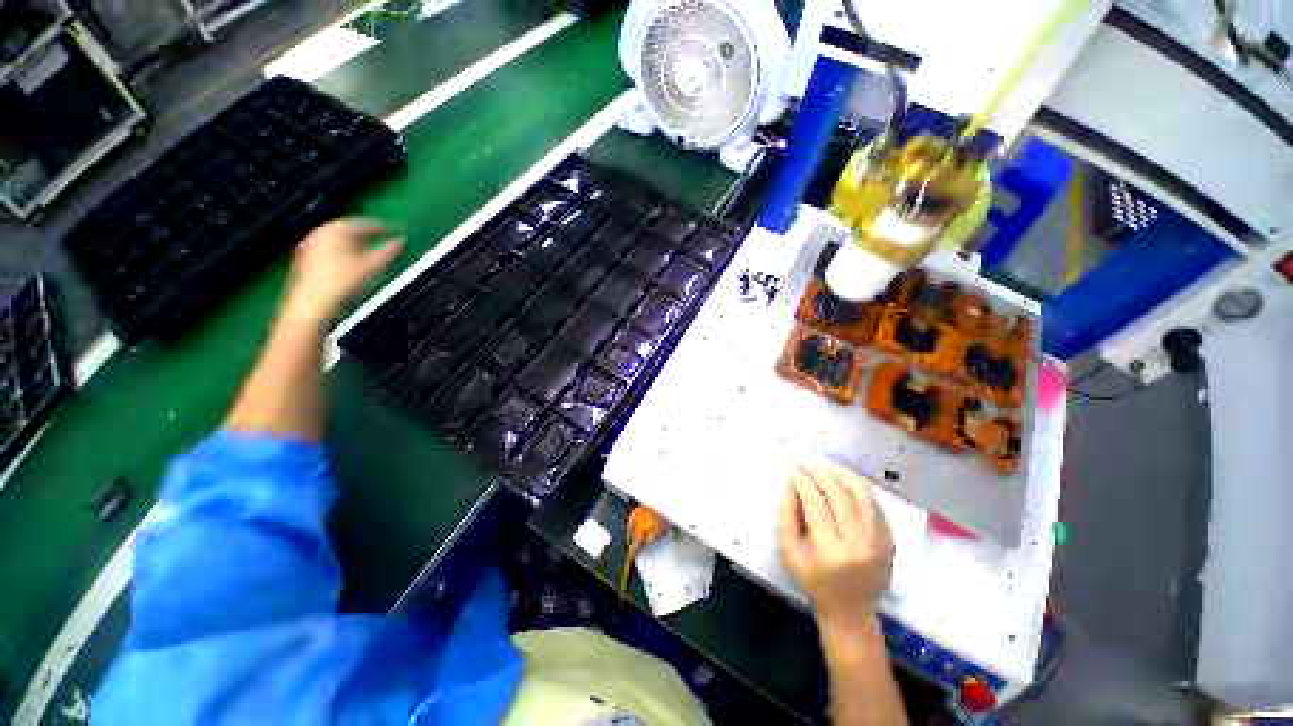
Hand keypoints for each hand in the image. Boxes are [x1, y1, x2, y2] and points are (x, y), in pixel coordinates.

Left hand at [281, 218, 403, 323]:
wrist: (313, 303)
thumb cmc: (344, 281)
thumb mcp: (373, 266)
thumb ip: (390, 251)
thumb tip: (403, 241)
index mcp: (338, 229)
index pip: (366, 223)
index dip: (385, 228)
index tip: (399, 232)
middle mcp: (323, 231)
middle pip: (351, 228)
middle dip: (370, 234)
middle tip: (386, 239)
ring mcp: (312, 243)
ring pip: (341, 238)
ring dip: (358, 242)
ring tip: (372, 249)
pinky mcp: (307, 256)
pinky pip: (332, 246)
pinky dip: (346, 249)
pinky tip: (353, 260)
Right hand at [778, 459, 894, 630]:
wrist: (851, 610)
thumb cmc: (814, 581)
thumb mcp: (789, 551)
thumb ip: (787, 515)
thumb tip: (791, 484)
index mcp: (830, 550)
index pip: (815, 502)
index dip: (802, 480)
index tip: (791, 468)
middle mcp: (859, 542)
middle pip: (838, 492)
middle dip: (818, 470)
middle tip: (804, 461)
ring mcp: (879, 539)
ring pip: (860, 491)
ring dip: (839, 472)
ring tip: (823, 467)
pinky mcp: (890, 538)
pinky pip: (872, 501)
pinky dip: (854, 487)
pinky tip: (840, 483)